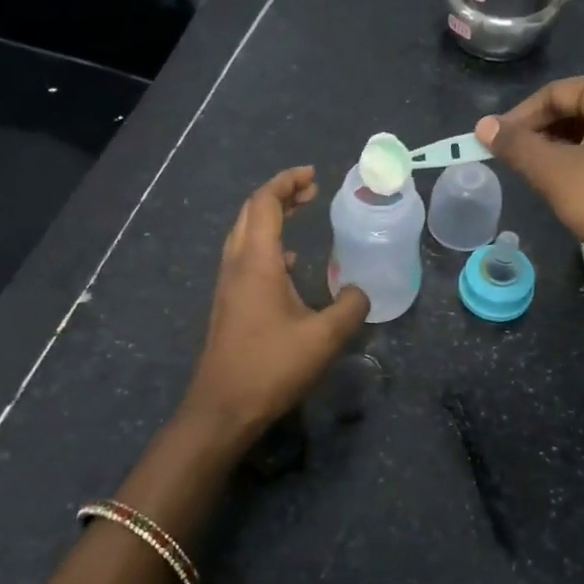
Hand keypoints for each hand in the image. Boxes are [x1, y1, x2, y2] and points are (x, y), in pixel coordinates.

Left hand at [182, 167, 369, 443]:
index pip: (265, 203)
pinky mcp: (228, 305)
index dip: (287, 182)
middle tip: (310, 192)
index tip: (313, 176)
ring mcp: (228, 286)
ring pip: (244, 235)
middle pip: (250, 213)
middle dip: (279, 195)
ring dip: (270, 219)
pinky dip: (267, 247)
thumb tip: (361, 292)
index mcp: (256, 262)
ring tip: (301, 217)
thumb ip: (350, 308)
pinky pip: (245, 259)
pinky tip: (289, 266)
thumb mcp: (324, 338)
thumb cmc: (271, 366)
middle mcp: (236, 265)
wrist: (222, 408)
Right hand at [477, 74, 583, 319]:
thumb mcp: (555, 173)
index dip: (519, 117)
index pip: (556, 92)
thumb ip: (517, 146)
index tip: (492, 144)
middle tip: (512, 161)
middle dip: (540, 134)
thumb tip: (483, 126)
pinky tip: (568, 188)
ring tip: (535, 177)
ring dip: (559, 151)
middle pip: (576, 109)